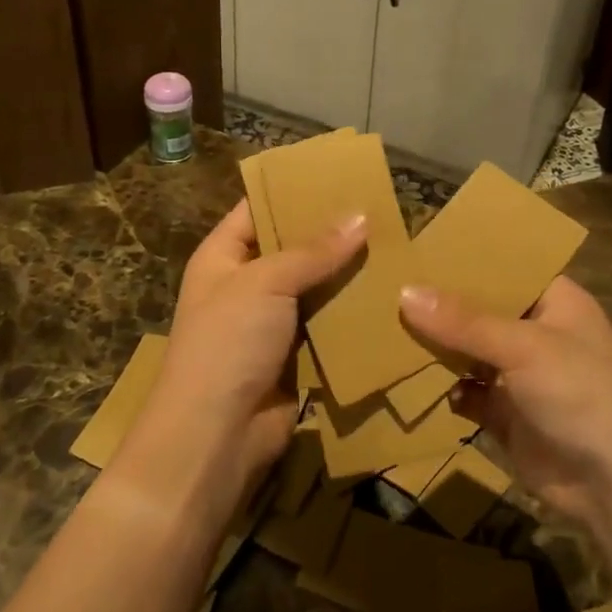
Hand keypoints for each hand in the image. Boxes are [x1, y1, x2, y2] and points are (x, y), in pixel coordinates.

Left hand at [114, 199, 367, 516]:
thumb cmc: (228, 344)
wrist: (215, 437)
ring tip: (396, 246)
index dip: (294, 190)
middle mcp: (245, 285)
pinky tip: (390, 296)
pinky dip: (352, 314)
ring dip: (348, 275)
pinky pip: (327, 325)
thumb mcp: (265, 283)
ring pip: (315, 288)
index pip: (258, 208)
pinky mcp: (296, 357)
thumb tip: (361, 217)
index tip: (341, 174)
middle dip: (332, 233)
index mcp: (223, 257)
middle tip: (382, 210)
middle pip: (292, 248)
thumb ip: (313, 251)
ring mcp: (271, 323)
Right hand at [399, 276, 611, 523]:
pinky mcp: (504, 413)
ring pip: (467, 351)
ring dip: (435, 347)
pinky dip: (442, 387)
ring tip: (383, 327)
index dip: (466, 258)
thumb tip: (405, 292)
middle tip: (384, 286)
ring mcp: (519, 374)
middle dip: (439, 305)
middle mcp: (536, 332)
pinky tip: (407, 377)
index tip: (416, 249)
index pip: (505, 268)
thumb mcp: (524, 347)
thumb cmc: (582, 394)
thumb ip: (464, 321)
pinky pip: (464, 391)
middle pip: (479, 310)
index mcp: (554, 302)